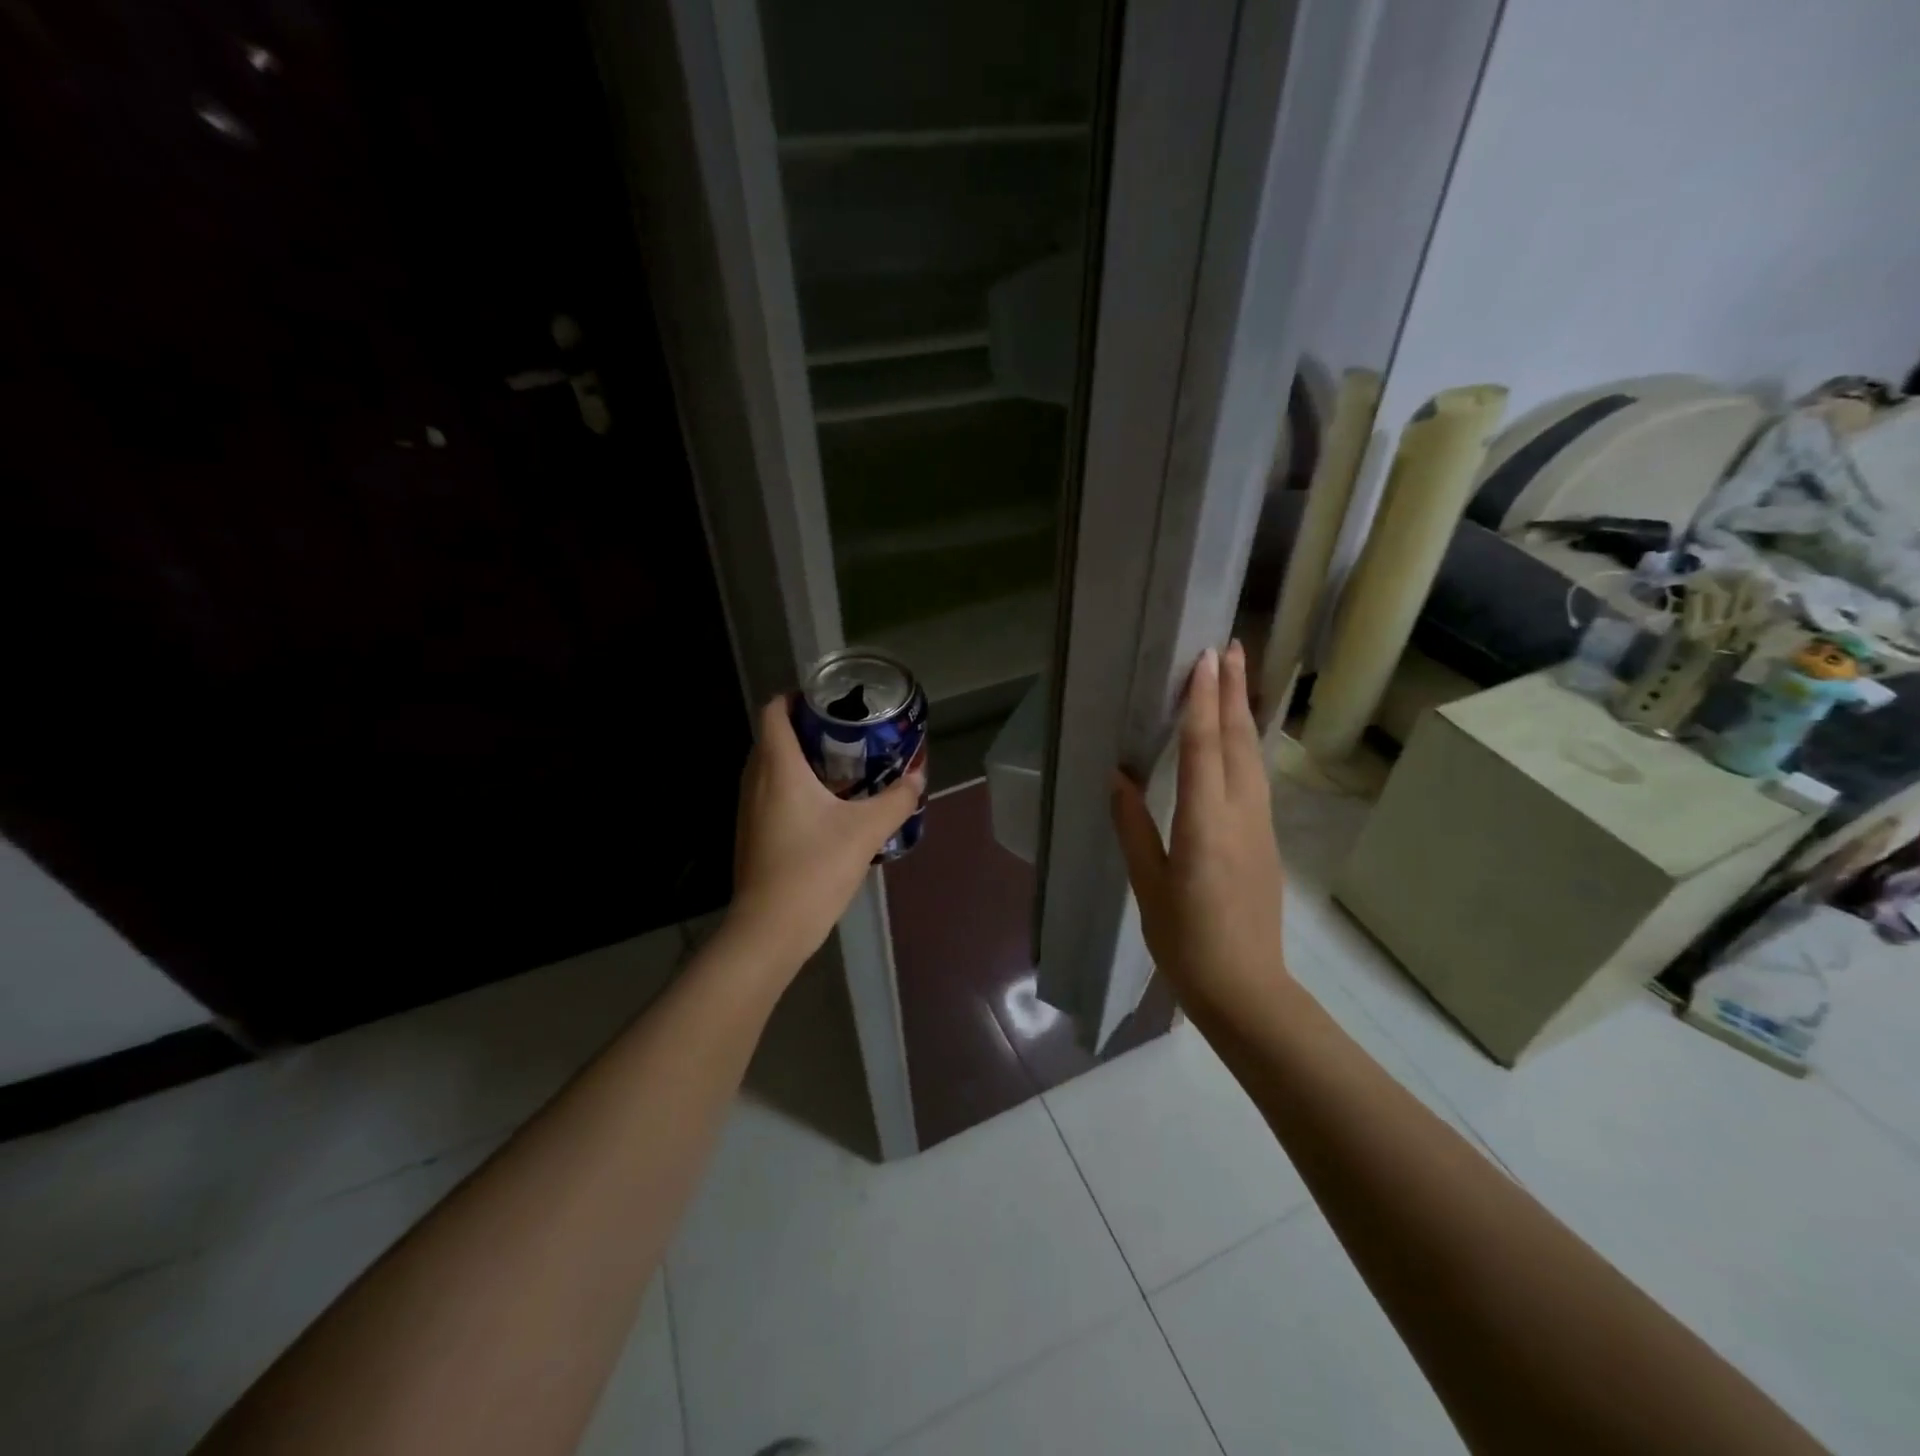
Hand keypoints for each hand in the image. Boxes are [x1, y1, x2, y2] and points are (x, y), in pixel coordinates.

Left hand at [725, 696, 925, 968]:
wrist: (770, 928)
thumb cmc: (814, 868)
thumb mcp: (866, 831)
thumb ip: (896, 800)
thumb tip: (919, 777)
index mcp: (778, 767)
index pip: (774, 711)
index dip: (796, 697)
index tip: (829, 701)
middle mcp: (756, 780)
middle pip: (774, 736)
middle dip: (807, 728)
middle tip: (847, 732)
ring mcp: (749, 809)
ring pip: (771, 767)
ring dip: (801, 759)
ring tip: (842, 766)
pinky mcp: (752, 833)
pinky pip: (770, 793)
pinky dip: (794, 786)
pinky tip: (826, 807)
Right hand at [1110, 641, 1288, 1013]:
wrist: (1247, 990)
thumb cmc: (1186, 942)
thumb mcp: (1149, 886)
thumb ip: (1134, 828)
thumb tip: (1118, 778)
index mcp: (1205, 825)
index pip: (1205, 749)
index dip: (1203, 701)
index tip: (1203, 658)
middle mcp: (1240, 815)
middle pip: (1239, 742)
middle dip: (1234, 691)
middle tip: (1230, 645)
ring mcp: (1260, 827)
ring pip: (1253, 757)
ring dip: (1244, 712)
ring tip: (1236, 676)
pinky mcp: (1266, 840)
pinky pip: (1256, 778)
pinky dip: (1246, 745)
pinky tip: (1239, 738)